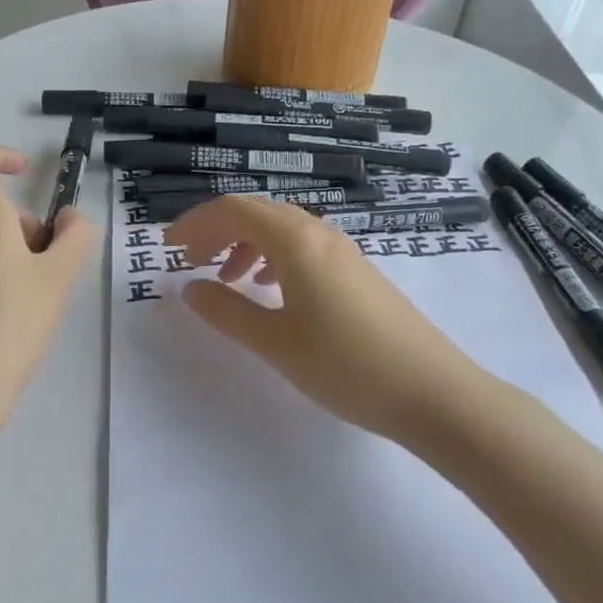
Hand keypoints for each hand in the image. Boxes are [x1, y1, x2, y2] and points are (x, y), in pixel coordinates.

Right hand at [166, 197, 483, 445]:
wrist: (433, 392)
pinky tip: (271, 291)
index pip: (234, 210)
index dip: (195, 223)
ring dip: (246, 244)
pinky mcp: (358, 273)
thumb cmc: (346, 365)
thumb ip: (227, 312)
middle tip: (190, 261)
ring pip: (282, 230)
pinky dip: (274, 259)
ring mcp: (344, 252)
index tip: (168, 248)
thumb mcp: (275, 342)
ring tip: (227, 278)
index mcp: (296, 241)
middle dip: (217, 231)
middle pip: (258, 213)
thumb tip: (190, 289)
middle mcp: (320, 234)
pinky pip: (304, 248)